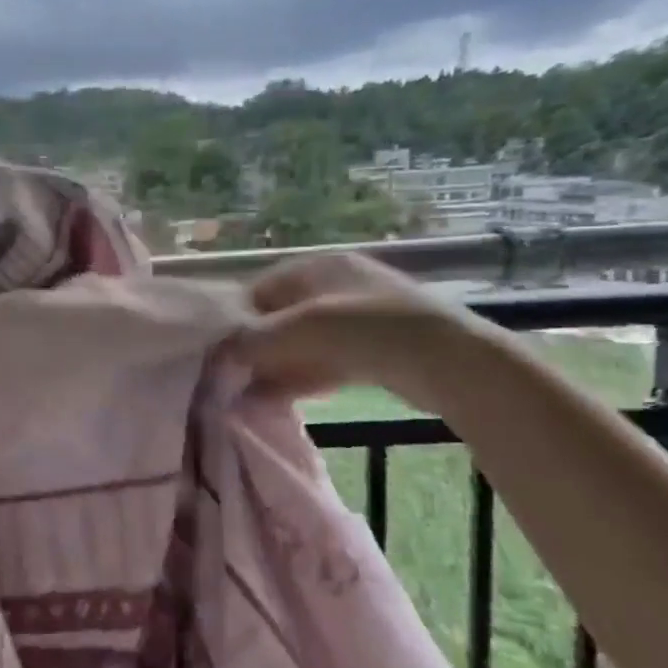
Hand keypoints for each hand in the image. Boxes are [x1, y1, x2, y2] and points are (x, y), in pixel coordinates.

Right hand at [234, 251, 487, 406]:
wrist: (449, 361)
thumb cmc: (368, 330)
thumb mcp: (302, 328)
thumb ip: (255, 338)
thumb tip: (220, 352)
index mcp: (319, 267)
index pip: (262, 289)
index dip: (238, 319)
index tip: (218, 350)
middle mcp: (335, 287)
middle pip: (280, 319)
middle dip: (256, 349)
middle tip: (231, 378)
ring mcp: (356, 320)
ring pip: (301, 344)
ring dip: (275, 368)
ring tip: (247, 396)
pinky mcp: (371, 352)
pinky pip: (323, 363)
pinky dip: (300, 378)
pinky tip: (277, 400)